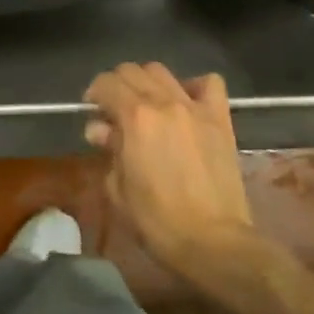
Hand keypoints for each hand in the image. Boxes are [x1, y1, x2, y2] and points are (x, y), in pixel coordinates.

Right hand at [84, 62, 257, 277]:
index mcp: (134, 117)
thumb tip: (101, 130)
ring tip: (147, 105)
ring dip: (147, 82)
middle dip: (117, 85)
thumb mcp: (117, 189)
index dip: (94, 93)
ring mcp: (194, 108)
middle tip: (114, 110)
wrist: (212, 241)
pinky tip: (186, 102)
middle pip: (132, 71)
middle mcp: (163, 102)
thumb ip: (108, 151)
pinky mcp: (220, 120)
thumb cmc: (156, 221)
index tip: (92, 111)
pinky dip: (194, 86)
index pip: (106, 83)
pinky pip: (210, 84)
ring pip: (163, 72)